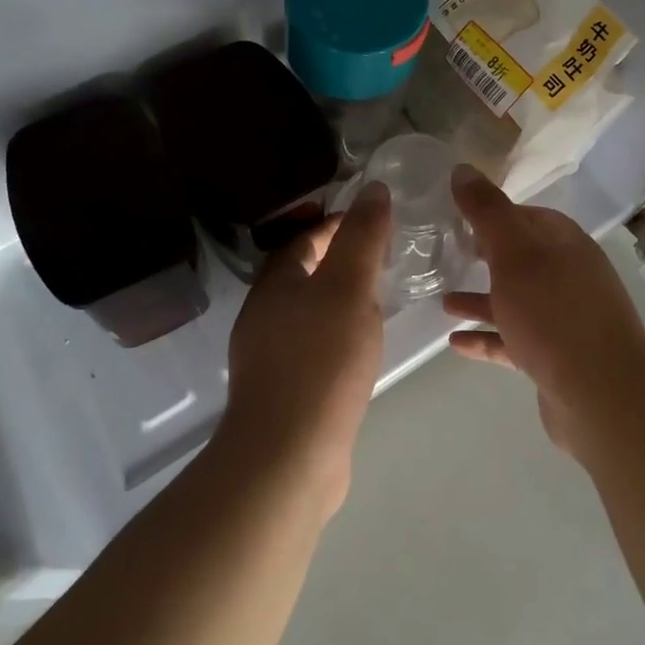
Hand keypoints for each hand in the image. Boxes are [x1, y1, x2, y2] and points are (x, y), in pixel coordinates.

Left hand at [217, 183, 391, 515]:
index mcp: (274, 282)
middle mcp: (263, 313)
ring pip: (307, 311)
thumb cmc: (321, 359)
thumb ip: (362, 237)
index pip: (304, 238)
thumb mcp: (349, 287)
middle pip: (302, 273)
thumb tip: (373, 188)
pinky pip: (311, 346)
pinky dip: (335, 335)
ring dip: (337, 300)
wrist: (288, 456)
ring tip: (376, 301)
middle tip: (382, 259)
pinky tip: (358, 349)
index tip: (374, 223)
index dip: (337, 224)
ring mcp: (268, 355)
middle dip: (338, 261)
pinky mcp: (282, 391)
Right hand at [444, 165, 644, 461]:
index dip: (493, 213)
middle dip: (485, 256)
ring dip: (482, 300)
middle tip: (447, 254)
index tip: (456, 216)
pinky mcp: (557, 358)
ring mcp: (566, 320)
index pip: (527, 216)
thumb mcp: (513, 253)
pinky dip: (488, 337)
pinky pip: (515, 339)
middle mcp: (571, 277)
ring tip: (443, 302)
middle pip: (522, 258)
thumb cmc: (554, 314)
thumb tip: (462, 169)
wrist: (603, 398)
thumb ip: (487, 211)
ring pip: (517, 301)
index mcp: (566, 245)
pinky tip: (456, 342)